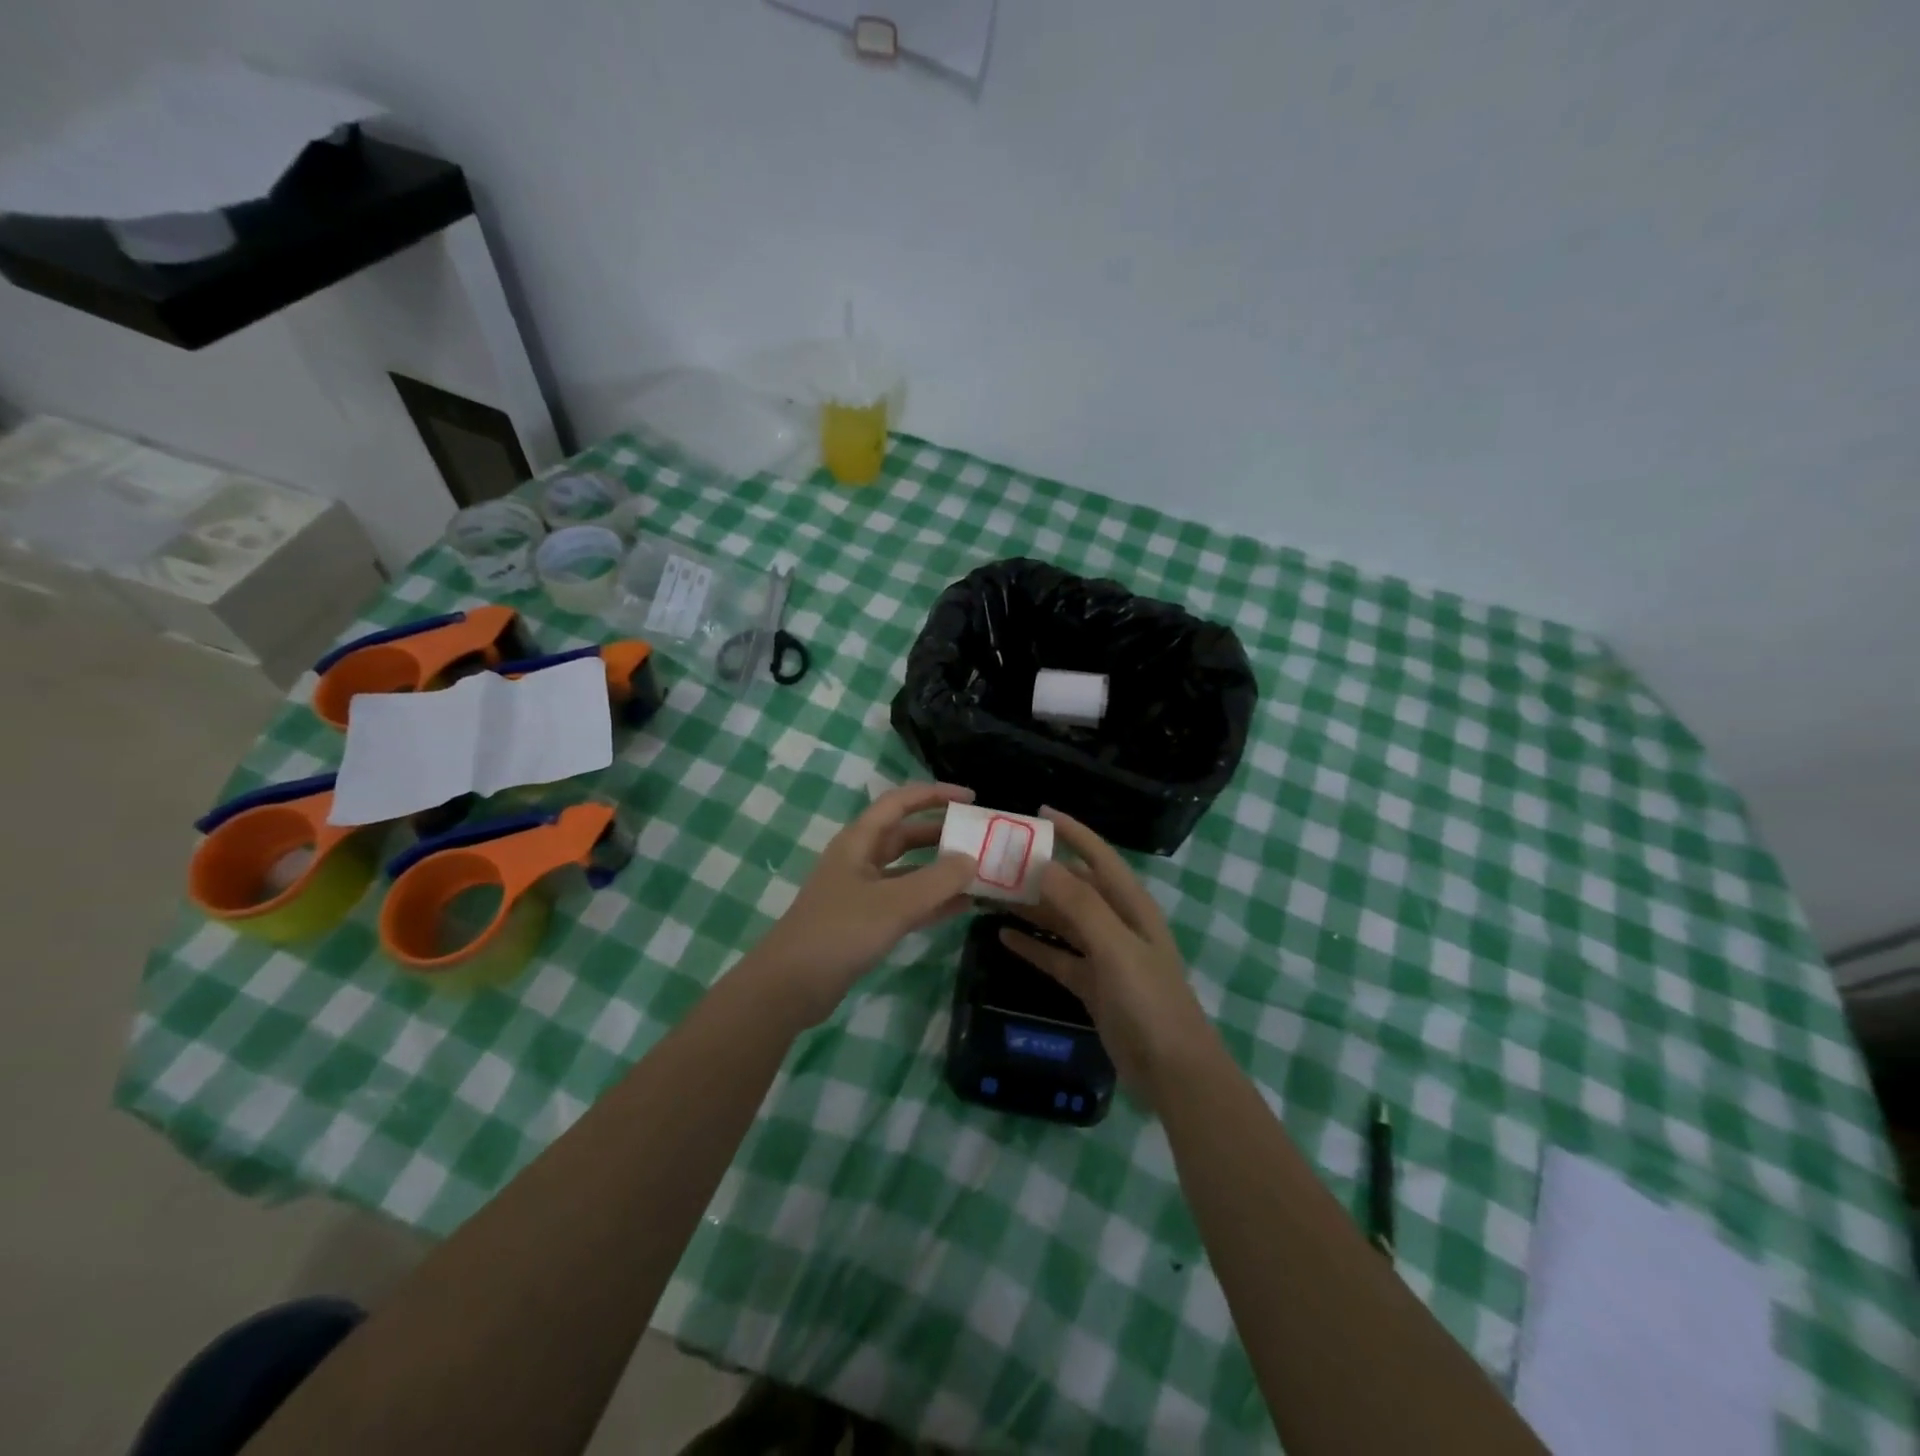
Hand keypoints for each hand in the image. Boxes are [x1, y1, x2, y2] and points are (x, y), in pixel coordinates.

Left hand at [752, 783, 978, 1025]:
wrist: (790, 986)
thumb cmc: (840, 932)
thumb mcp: (894, 903)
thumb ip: (937, 880)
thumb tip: (971, 859)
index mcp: (858, 841)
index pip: (899, 802)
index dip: (934, 794)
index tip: (971, 799)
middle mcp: (860, 859)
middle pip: (905, 835)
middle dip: (941, 833)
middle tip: (980, 838)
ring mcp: (862, 892)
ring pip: (908, 871)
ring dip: (940, 870)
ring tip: (979, 872)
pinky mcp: (865, 922)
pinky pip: (906, 902)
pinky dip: (932, 902)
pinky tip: (962, 906)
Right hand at [1001, 808, 1214, 1101]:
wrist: (1173, 1072)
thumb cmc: (1150, 1001)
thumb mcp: (1116, 947)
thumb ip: (1081, 905)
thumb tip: (1043, 863)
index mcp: (1130, 906)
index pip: (1098, 856)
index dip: (1072, 832)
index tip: (1038, 812)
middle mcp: (1117, 923)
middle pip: (1074, 887)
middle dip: (1041, 872)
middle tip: (998, 860)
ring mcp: (1104, 955)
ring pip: (1062, 920)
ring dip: (1031, 907)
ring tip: (992, 894)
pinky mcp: (1092, 985)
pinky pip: (1057, 956)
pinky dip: (1033, 945)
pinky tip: (1004, 936)